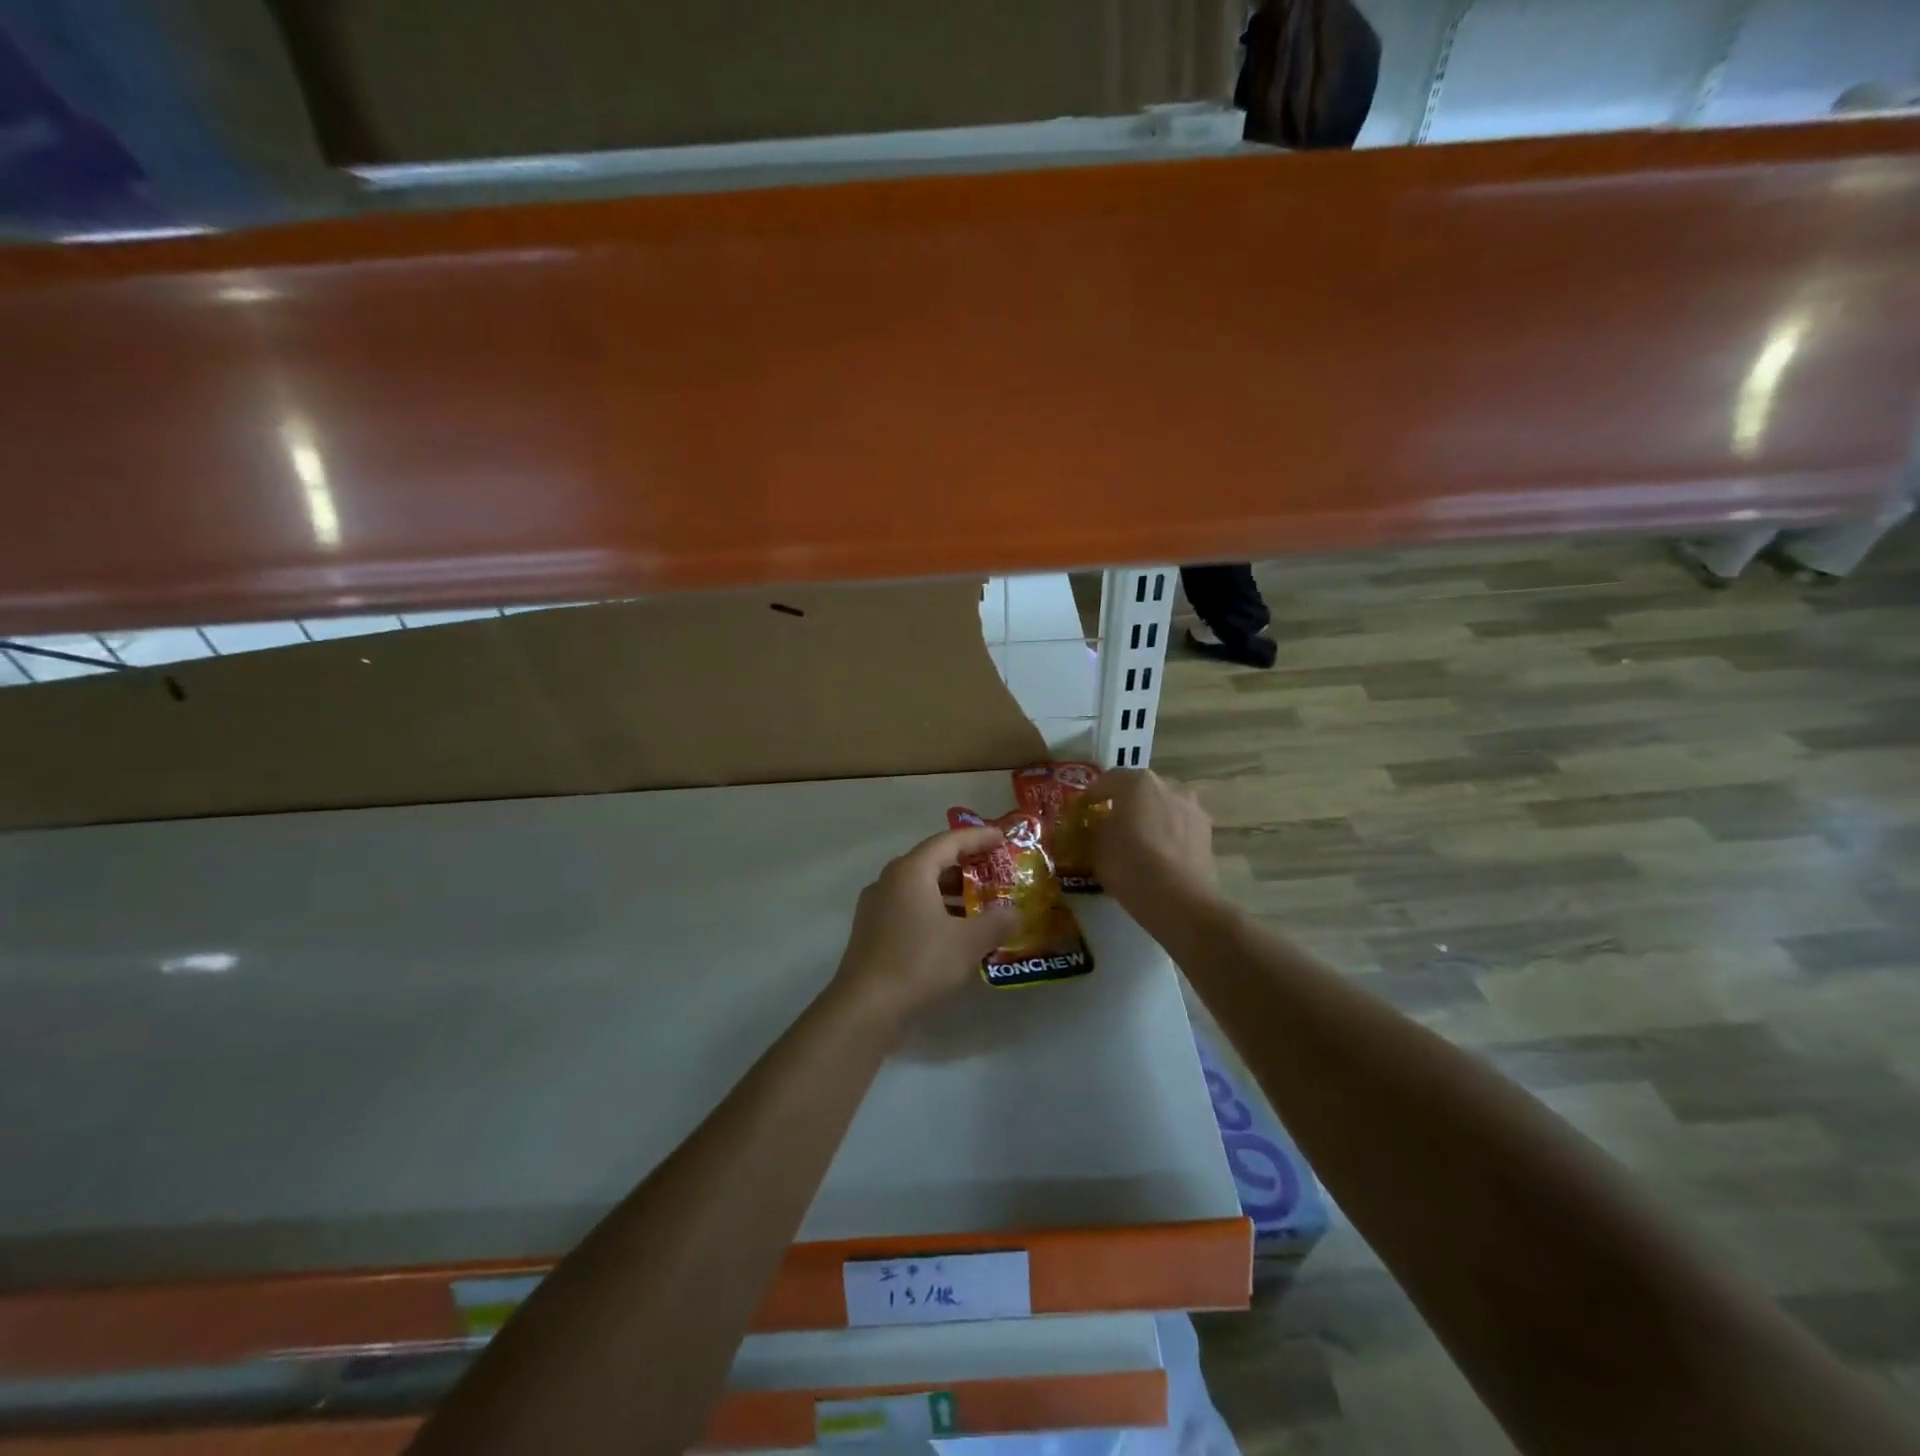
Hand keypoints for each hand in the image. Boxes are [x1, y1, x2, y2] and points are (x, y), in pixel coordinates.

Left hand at [833, 827, 1020, 1018]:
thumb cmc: (918, 962)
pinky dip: (935, 911)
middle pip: (932, 862)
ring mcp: (877, 906)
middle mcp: (889, 880)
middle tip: (995, 872)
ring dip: (951, 893)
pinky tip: (954, 932)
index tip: (1001, 838)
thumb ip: (997, 923)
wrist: (865, 1007)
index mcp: (910, 871)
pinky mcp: (872, 931)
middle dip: (965, 866)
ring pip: (920, 888)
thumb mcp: (968, 942)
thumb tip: (1016, 913)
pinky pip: (910, 908)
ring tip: (981, 904)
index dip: (977, 838)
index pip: (948, 841)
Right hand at [1085, 769, 1217, 915]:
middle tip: (1113, 824)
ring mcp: (1192, 808)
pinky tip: (1160, 855)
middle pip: (1140, 790)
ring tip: (1140, 841)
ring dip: (1151, 818)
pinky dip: (1168, 835)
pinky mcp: (1207, 833)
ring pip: (1164, 807)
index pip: (1108, 780)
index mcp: (1137, 782)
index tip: (1084, 809)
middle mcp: (1168, 786)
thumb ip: (1098, 827)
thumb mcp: (1097, 845)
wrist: (1177, 899)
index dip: (1093, 794)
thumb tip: (1102, 824)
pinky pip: (1179, 828)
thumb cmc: (1128, 864)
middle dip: (1126, 804)